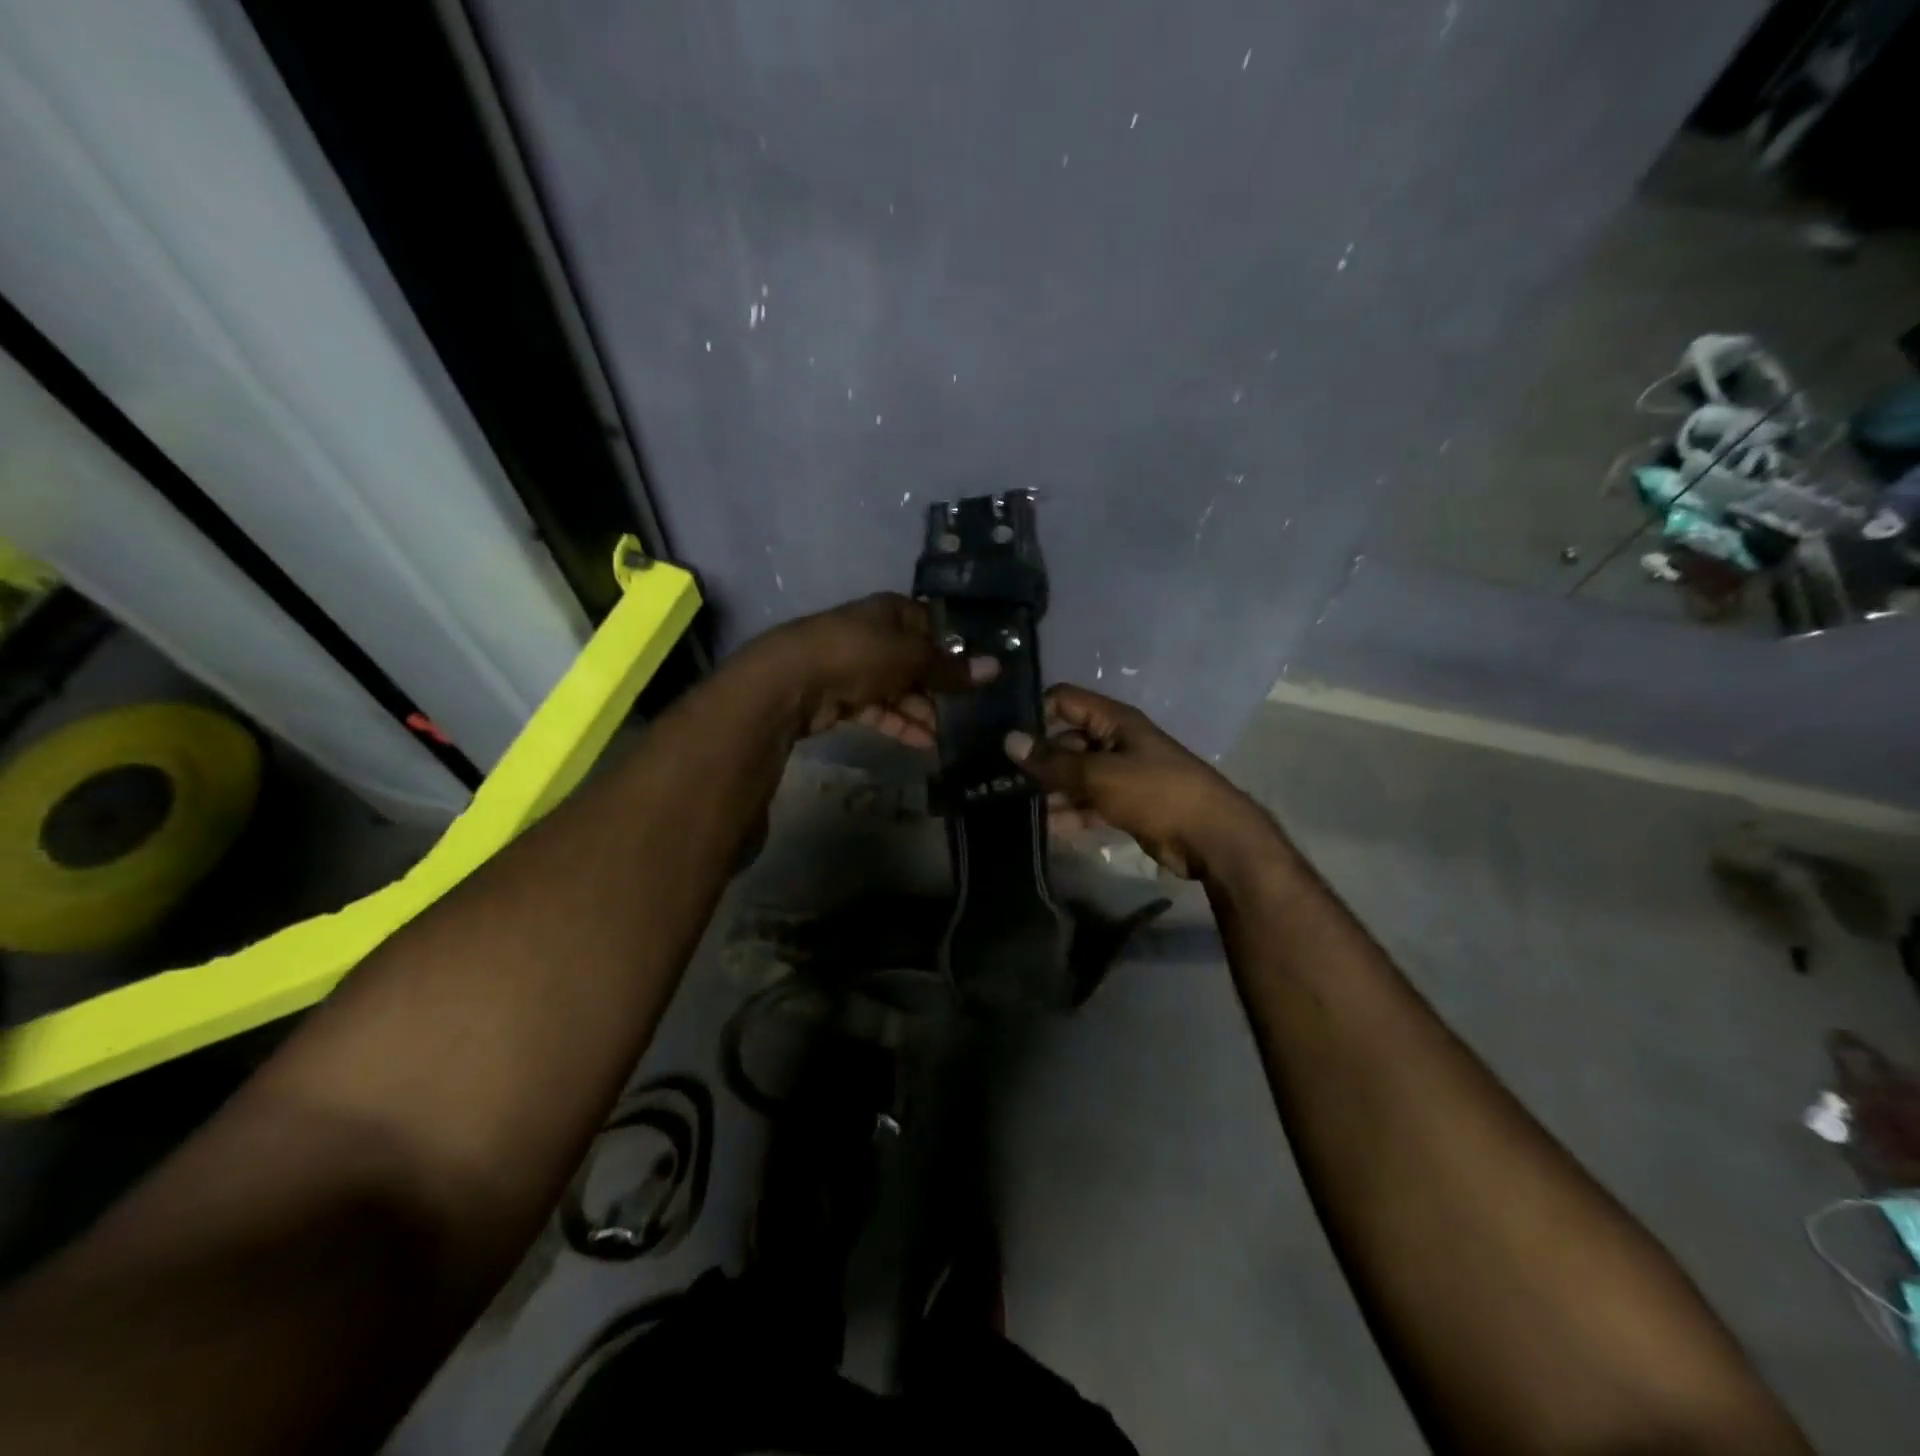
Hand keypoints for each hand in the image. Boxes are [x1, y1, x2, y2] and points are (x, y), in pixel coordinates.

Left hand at [735, 593, 996, 747]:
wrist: (790, 682)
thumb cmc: (857, 654)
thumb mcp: (910, 657)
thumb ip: (950, 668)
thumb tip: (996, 667)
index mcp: (890, 611)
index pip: (931, 624)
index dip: (954, 646)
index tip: (979, 672)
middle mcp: (874, 635)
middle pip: (915, 660)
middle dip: (939, 686)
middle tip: (967, 710)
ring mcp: (856, 667)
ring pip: (898, 689)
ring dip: (921, 711)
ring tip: (946, 735)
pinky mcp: (843, 698)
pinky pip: (880, 710)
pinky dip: (899, 724)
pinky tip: (923, 744)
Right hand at [1004, 686, 1272, 879]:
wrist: (1210, 837)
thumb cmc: (1156, 792)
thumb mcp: (1099, 774)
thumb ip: (1053, 761)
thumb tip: (1010, 741)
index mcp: (1113, 721)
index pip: (1063, 701)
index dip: (1034, 712)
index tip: (1001, 734)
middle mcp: (1114, 742)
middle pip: (1065, 741)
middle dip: (1036, 758)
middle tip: (996, 777)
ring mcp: (1119, 775)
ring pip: (1074, 776)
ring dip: (1049, 790)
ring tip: (1010, 805)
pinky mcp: (1123, 805)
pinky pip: (1087, 804)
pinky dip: (1068, 814)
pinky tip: (1042, 827)